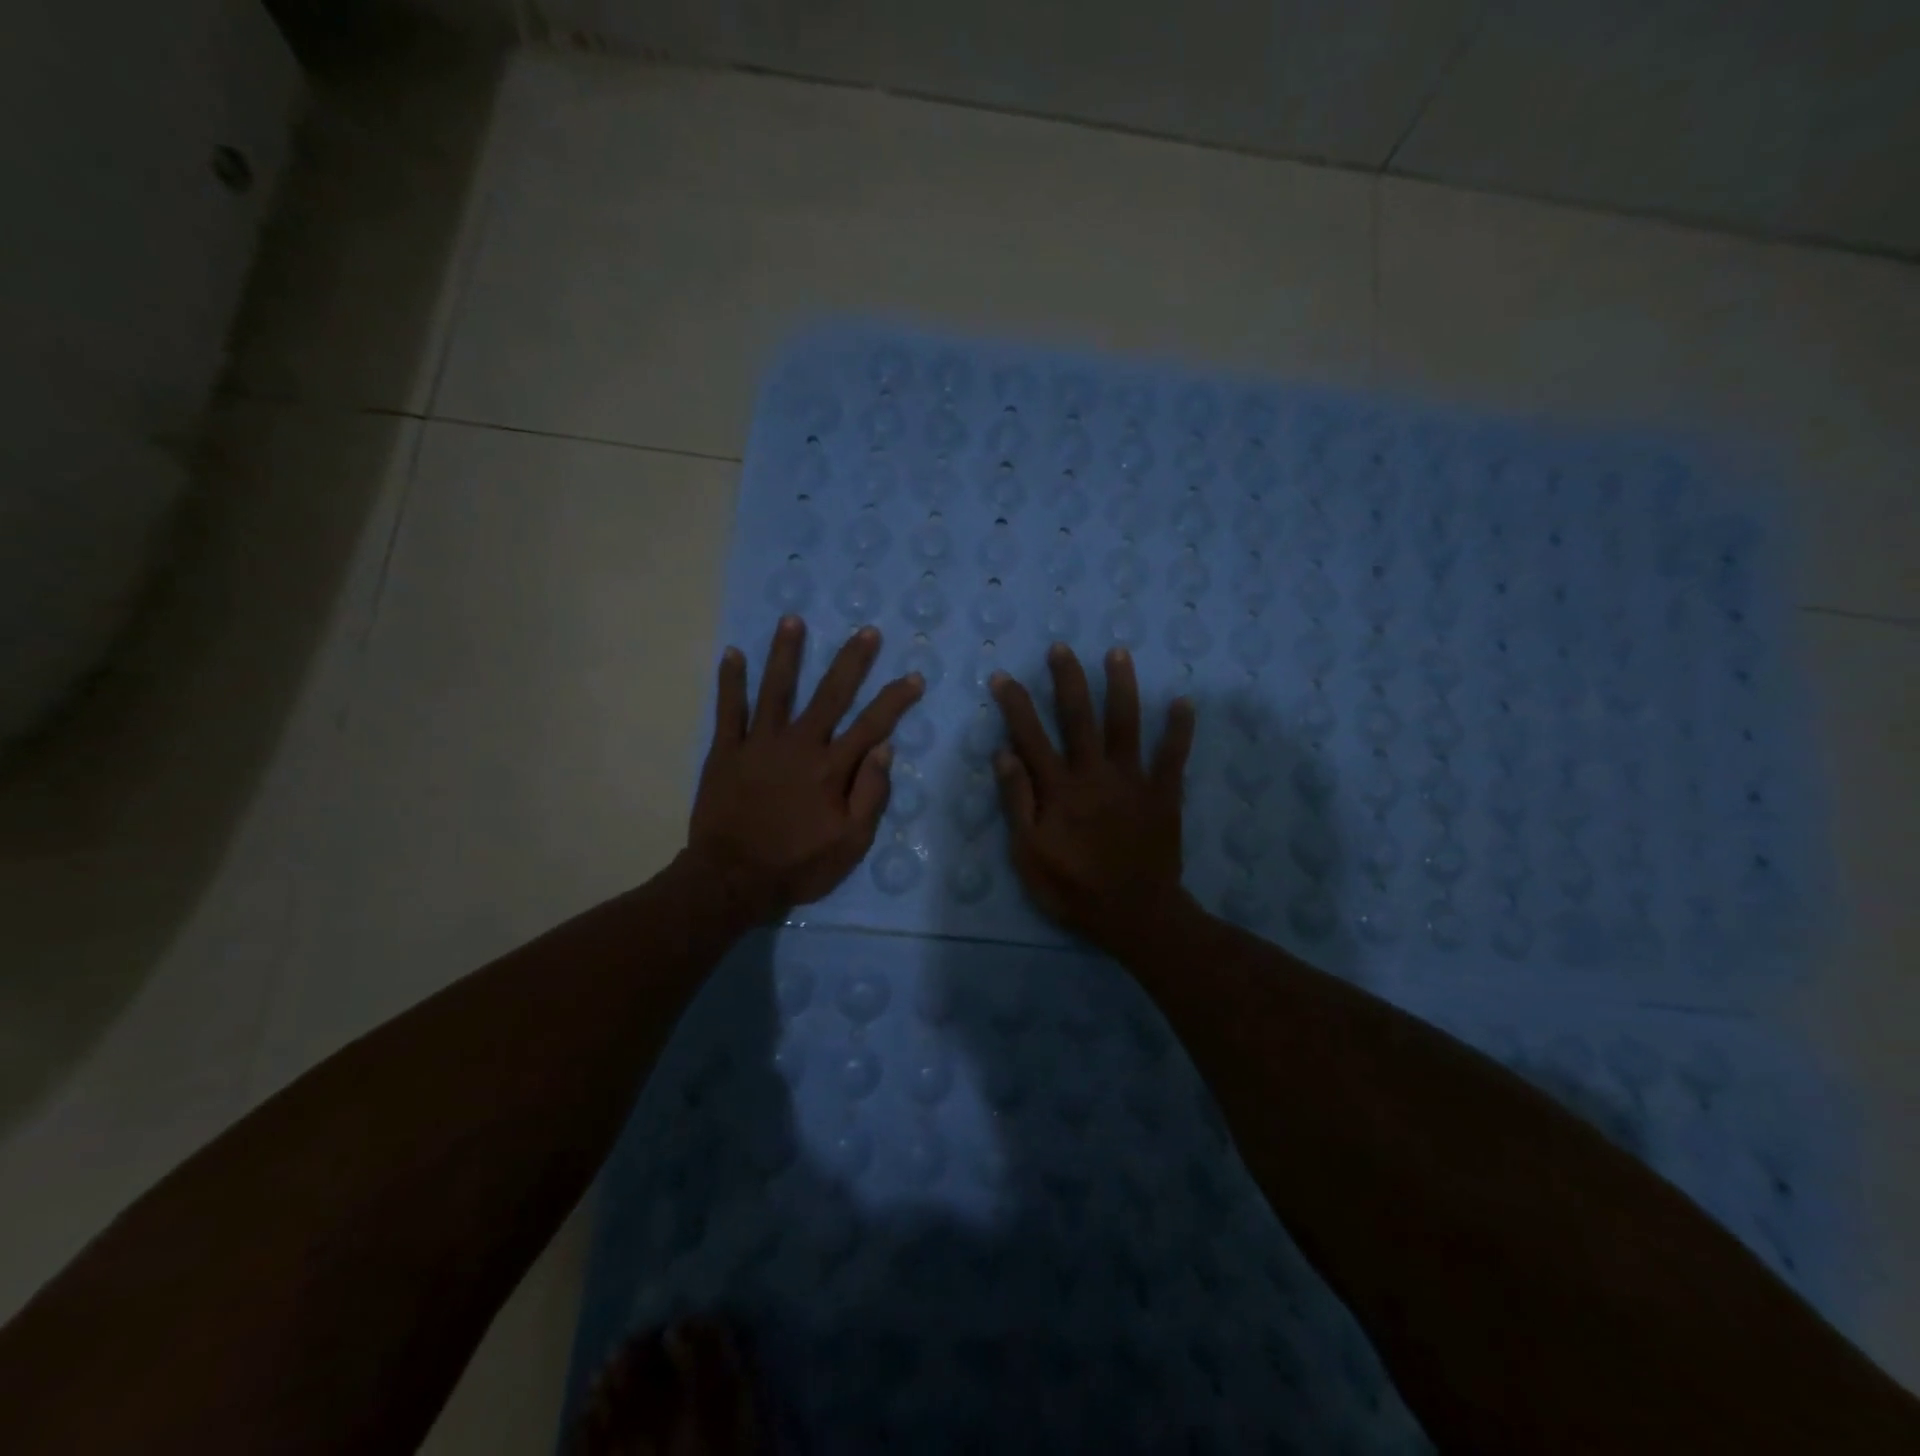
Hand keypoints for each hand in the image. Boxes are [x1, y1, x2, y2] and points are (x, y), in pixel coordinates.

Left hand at [688, 617, 921, 924]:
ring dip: (786, 653)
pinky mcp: (726, 751)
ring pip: (776, 689)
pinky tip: (732, 653)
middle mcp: (799, 745)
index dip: (895, 700)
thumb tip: (885, 749)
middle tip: (866, 632)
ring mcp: (759, 743)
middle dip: (851, 661)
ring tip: (792, 620)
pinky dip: (730, 681)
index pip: (872, 725)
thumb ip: (870, 794)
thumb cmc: (797, 864)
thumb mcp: (850, 842)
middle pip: (829, 694)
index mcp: (832, 768)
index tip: (914, 676)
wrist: (731, 879)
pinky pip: (728, 710)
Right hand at [990, 643, 1195, 954]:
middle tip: (1061, 648)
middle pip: (1079, 718)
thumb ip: (1017, 802)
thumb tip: (1003, 753)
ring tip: (1118, 653)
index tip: (1004, 676)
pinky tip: (1184, 702)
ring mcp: (1133, 781)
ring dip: (1122, 688)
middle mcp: (1095, 774)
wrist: (1134, 915)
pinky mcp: (1163, 794)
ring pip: (1126, 725)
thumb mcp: (1029, 853)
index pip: (1031, 736)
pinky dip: (1179, 730)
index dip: (1016, 705)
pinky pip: (1173, 757)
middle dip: (1069, 680)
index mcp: (1059, 789)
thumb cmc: (1073, 888)